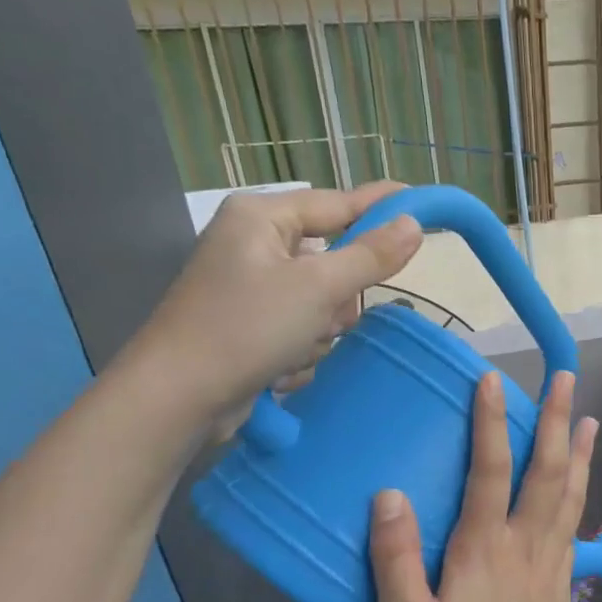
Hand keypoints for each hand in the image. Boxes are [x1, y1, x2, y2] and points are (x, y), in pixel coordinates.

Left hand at [121, 183, 421, 434]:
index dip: (381, 206)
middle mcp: (254, 244)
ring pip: (322, 300)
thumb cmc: (246, 328)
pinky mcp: (250, 325)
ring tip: (297, 346)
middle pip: (332, 258)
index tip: (422, 206)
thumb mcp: (318, 288)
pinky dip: (301, 347)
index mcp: (261, 217)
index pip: (338, 203)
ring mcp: (250, 287)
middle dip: (339, 294)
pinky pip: (302, 327)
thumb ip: (370, 255)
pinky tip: (281, 366)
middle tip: (331, 315)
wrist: (179, 397)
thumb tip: (413, 225)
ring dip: (321, 328)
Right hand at [371, 371, 596, 601]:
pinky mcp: (564, 576)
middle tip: (565, 378)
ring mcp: (552, 558)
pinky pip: (575, 518)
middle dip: (556, 420)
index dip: (490, 423)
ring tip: (589, 417)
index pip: (490, 471)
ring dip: (579, 449)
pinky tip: (582, 479)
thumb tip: (388, 496)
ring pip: (570, 491)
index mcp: (484, 550)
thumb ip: (396, 563)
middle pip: (546, 469)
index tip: (493, 381)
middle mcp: (526, 543)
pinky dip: (581, 487)